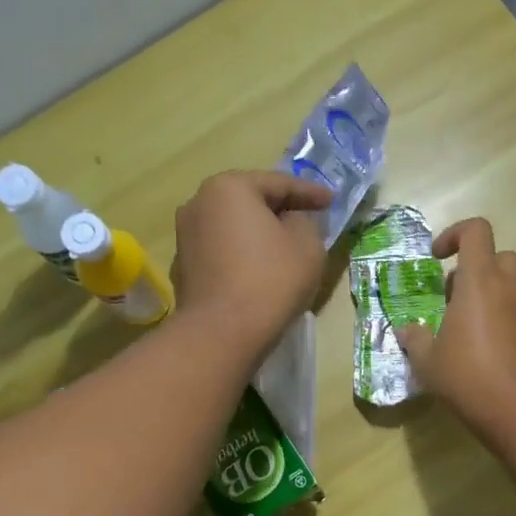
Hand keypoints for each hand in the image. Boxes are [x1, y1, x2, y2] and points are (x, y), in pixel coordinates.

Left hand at [172, 170, 330, 355]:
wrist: (222, 332)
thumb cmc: (271, 280)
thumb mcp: (308, 245)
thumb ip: (305, 222)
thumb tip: (291, 222)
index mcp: (229, 188)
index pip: (278, 183)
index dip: (310, 192)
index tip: (331, 201)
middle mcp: (198, 203)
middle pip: (249, 202)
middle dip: (279, 210)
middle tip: (306, 218)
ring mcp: (185, 237)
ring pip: (233, 228)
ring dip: (257, 234)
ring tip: (283, 247)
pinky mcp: (183, 268)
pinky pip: (221, 252)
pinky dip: (241, 256)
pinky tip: (258, 272)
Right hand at [394, 217, 515, 423]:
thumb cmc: (465, 375)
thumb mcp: (427, 360)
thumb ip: (415, 338)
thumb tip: (406, 330)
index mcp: (480, 280)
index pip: (476, 231)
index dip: (454, 234)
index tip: (437, 258)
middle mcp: (509, 286)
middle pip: (499, 255)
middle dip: (476, 268)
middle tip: (453, 297)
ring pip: (513, 283)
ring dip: (492, 292)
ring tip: (469, 325)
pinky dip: (505, 316)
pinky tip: (488, 347)